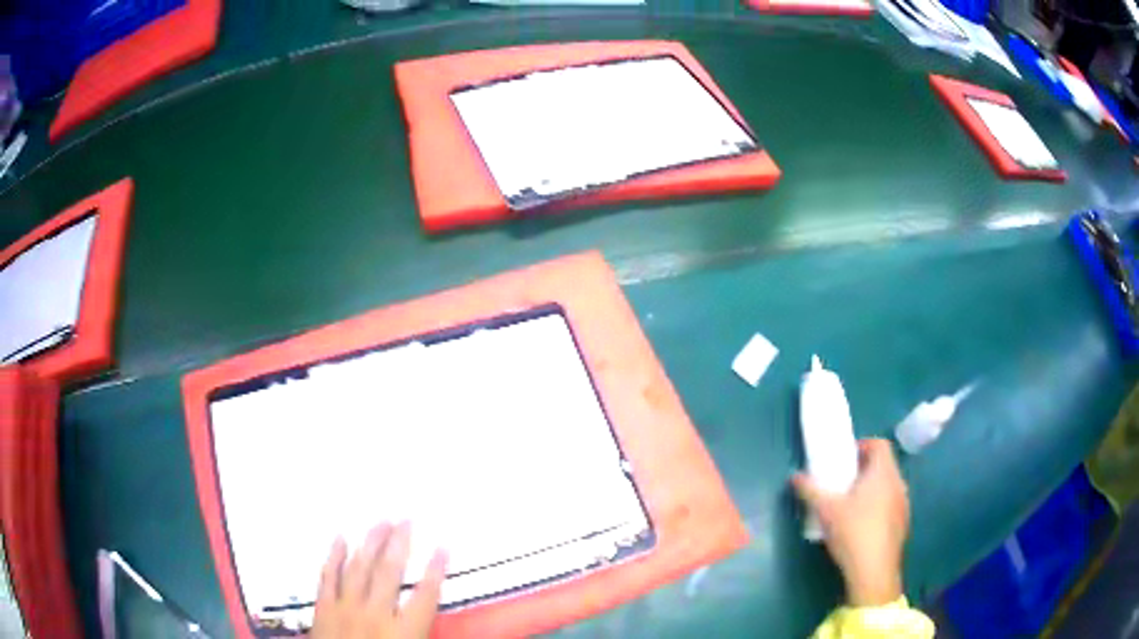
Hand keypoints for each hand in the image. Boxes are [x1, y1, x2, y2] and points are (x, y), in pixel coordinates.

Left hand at [312, 522, 447, 638]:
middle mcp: (375, 614)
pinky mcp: (324, 608)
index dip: (436, 570)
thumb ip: (425, 637)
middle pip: (389, 572)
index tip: (443, 546)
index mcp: (403, 633)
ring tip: (380, 521)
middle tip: (407, 519)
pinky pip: (328, 576)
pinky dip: (335, 556)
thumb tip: (443, 626)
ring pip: (359, 568)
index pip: (425, 595)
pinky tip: (340, 539)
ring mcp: (345, 608)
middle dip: (400, 543)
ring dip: (371, 542)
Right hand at [791, 438, 908, 606]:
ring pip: (888, 487)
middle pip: (884, 466)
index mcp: (883, 473)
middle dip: (863, 470)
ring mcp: (903, 505)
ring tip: (849, 506)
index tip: (845, 459)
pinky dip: (877, 508)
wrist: (874, 571)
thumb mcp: (826, 510)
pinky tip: (860, 527)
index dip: (863, 445)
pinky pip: (890, 506)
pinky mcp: (902, 525)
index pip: (880, 445)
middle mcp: (898, 484)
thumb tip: (795, 477)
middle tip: (842, 482)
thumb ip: (810, 490)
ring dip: (871, 490)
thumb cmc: (853, 532)